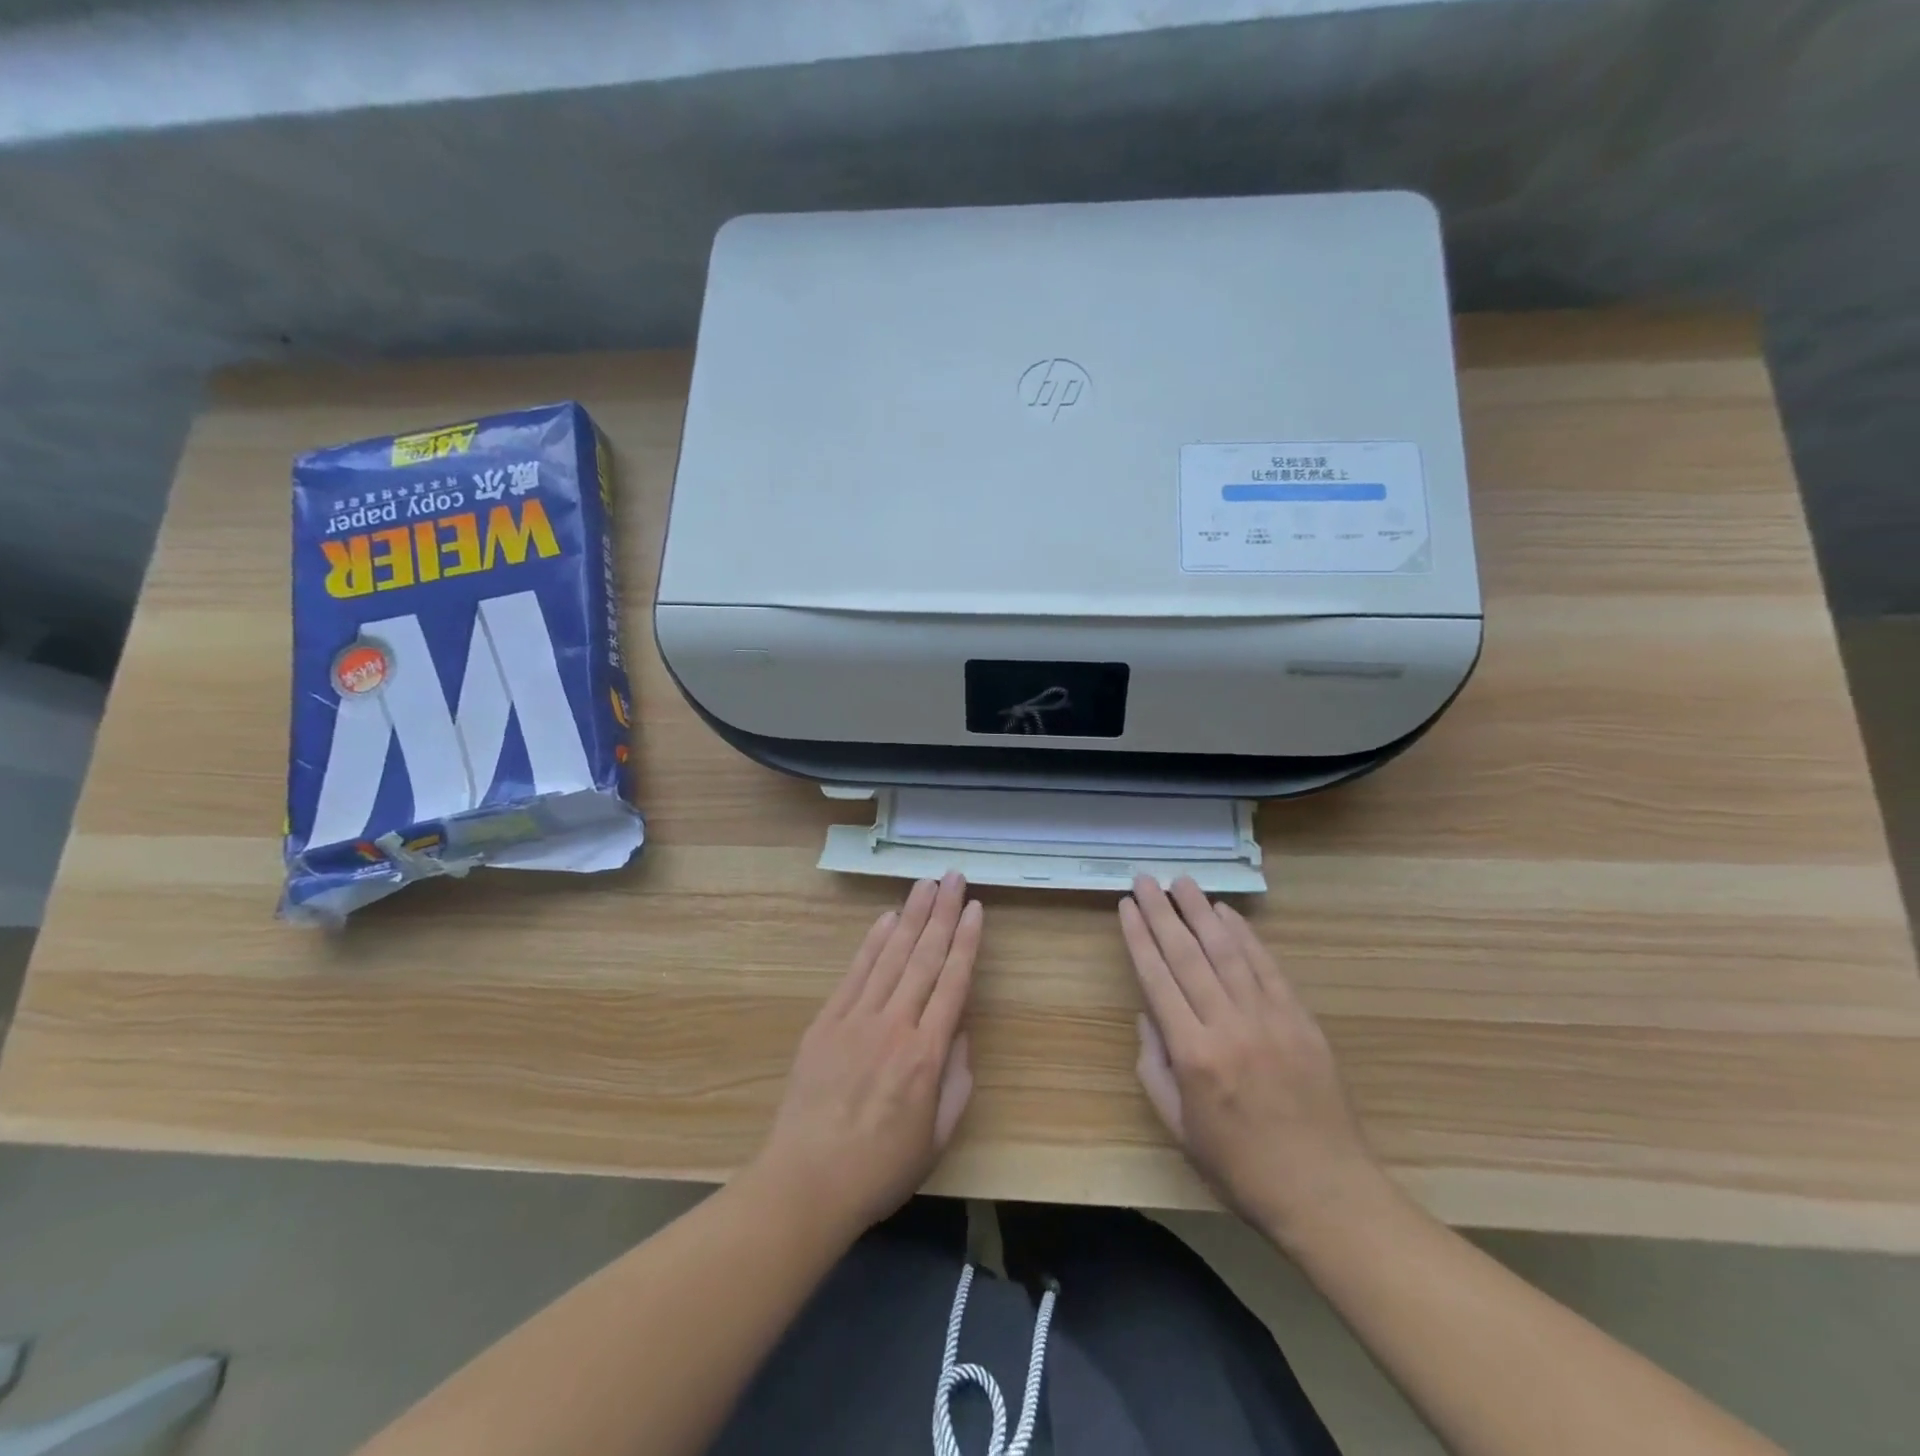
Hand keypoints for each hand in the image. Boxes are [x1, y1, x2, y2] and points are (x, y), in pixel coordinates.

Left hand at [753, 873, 982, 1238]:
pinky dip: (872, 943)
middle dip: (943, 913)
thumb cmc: (880, 1169)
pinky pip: (855, 974)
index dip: (967, 941)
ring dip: (911, 917)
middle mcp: (895, 1025)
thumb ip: (956, 1081)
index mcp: (927, 1055)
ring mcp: (857, 1019)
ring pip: (891, 956)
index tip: (976, 908)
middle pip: (924, 957)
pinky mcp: (826, 1022)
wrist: (807, 1182)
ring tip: (926, 884)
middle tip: (954, 877)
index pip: (953, 982)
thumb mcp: (937, 1137)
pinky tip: (887, 919)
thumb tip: (959, 1031)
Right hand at [1119, 875, 1385, 1248]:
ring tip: (1182, 882)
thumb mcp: (1179, 1126)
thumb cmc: (1240, 1167)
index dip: (1138, 937)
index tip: (1127, 906)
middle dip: (1162, 912)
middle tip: (1146, 879)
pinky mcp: (1300, 1019)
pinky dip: (1245, 935)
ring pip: (1227, 950)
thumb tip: (1147, 1016)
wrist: (1325, 1192)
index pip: (1157, 978)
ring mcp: (1269, 1018)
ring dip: (1201, 911)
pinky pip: (1267, 967)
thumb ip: (1154, 1067)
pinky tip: (1226, 914)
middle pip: (1187, 954)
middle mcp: (1228, 1025)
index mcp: (1193, 1054)